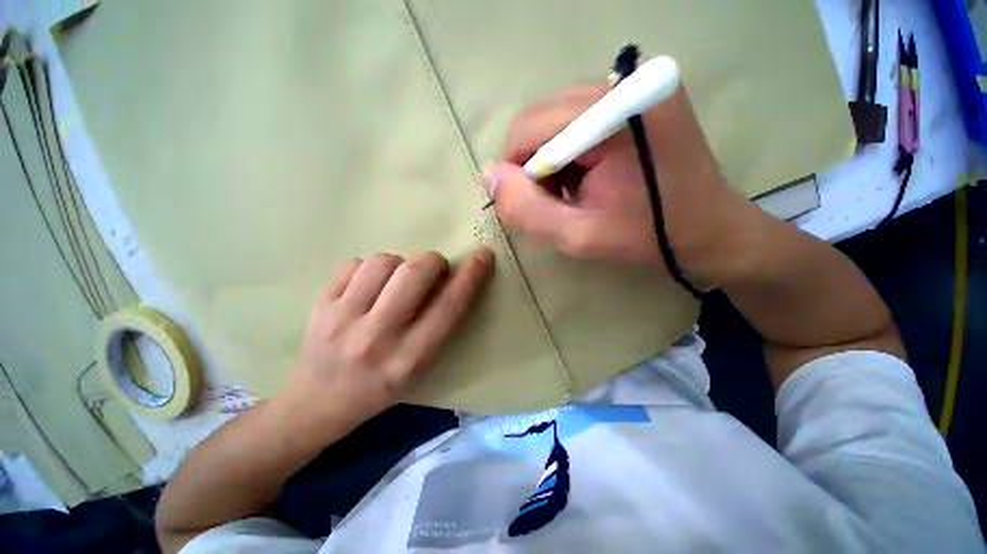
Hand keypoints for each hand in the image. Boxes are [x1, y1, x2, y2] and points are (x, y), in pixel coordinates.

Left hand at [280, 249, 493, 427]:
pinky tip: (370, 285)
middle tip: (434, 268)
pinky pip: (354, 264)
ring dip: (400, 263)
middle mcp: (377, 337)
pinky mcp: (320, 305)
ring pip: (383, 261)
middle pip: (414, 274)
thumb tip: (448, 280)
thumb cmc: (378, 390)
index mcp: (409, 359)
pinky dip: (371, 268)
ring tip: (397, 280)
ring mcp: (342, 319)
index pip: (448, 307)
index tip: (482, 254)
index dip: (470, 277)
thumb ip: (437, 325)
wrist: (315, 405)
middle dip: (433, 260)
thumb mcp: (418, 368)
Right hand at [485, 84, 750, 287]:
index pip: (528, 127)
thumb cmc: (647, 238)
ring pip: (555, 120)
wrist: (710, 231)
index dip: (519, 172)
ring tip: (580, 192)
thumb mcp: (577, 236)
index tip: (538, 205)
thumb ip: (526, 209)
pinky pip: (576, 121)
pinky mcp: (636, 96)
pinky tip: (592, 178)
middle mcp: (623, 83)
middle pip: (540, 119)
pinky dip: (572, 153)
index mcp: (613, 113)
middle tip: (561, 201)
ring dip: (554, 162)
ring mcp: (632, 85)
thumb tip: (490, 178)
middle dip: (536, 166)